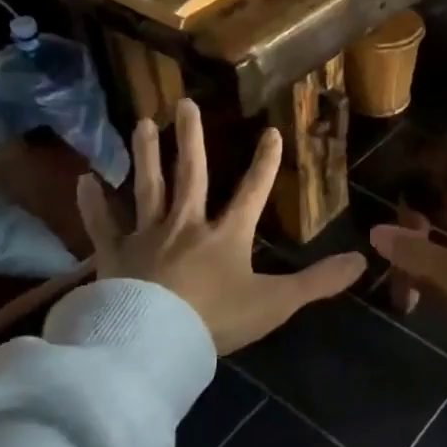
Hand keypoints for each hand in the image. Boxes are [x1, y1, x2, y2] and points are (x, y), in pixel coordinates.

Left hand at [75, 99, 365, 354]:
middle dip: (191, 139)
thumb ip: (318, 282)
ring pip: (147, 187)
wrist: (154, 343)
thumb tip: (362, 261)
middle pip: (190, 175)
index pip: (252, 192)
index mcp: (226, 235)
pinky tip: (84, 179)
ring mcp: (146, 237)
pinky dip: (92, 204)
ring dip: (146, 155)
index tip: (272, 132)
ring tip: (142, 124)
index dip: (265, 163)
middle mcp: (186, 225)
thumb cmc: (216, 321)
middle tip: (183, 103)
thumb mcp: (275, 303)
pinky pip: (102, 225)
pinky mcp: (114, 256)